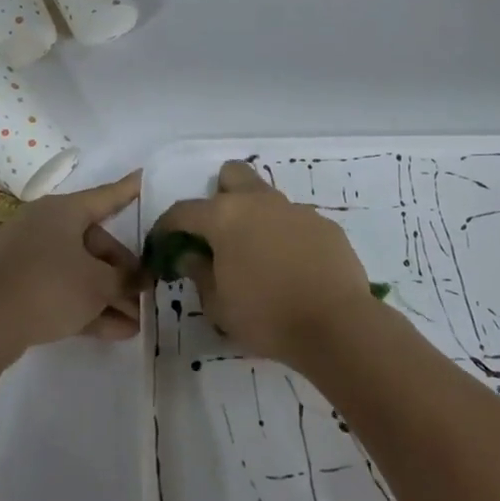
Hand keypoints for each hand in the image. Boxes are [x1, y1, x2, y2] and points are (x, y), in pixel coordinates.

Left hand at [0, 172, 143, 349]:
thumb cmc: (48, 286)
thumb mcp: (98, 284)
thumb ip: (125, 280)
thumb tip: (140, 280)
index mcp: (62, 211)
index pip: (105, 197)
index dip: (128, 190)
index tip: (143, 177)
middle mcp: (44, 227)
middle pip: (94, 245)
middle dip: (122, 273)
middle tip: (145, 294)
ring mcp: (28, 258)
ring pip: (79, 272)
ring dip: (108, 296)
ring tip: (137, 322)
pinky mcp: (18, 288)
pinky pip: (61, 292)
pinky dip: (86, 307)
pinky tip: (115, 332)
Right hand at [152, 160, 375, 365]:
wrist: (335, 324)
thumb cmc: (266, 316)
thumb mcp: (218, 304)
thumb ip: (200, 273)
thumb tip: (192, 256)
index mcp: (225, 217)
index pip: (184, 211)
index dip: (168, 226)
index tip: (164, 243)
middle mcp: (260, 202)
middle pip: (233, 175)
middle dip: (220, 194)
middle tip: (219, 232)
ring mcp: (296, 210)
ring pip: (267, 198)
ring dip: (256, 218)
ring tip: (260, 256)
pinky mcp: (325, 225)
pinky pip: (296, 221)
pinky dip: (287, 236)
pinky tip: (293, 267)